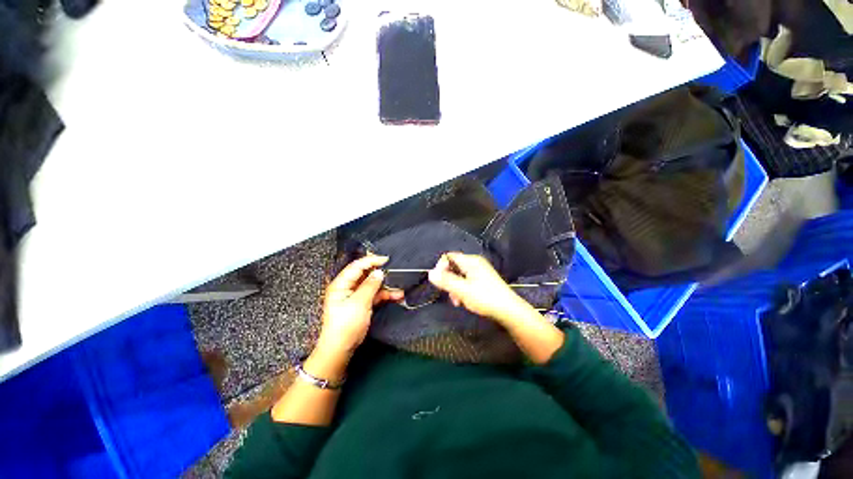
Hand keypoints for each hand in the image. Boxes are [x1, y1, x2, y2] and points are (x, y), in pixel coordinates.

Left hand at [315, 256, 402, 358]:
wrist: (341, 348)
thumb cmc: (345, 325)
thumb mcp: (359, 303)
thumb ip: (370, 285)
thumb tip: (379, 272)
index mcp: (341, 284)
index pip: (357, 266)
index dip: (371, 261)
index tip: (386, 260)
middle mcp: (348, 287)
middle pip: (366, 274)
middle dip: (380, 273)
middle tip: (394, 271)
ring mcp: (356, 295)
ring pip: (373, 285)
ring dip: (385, 286)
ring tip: (399, 287)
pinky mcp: (362, 303)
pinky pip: (375, 294)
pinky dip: (385, 295)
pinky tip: (397, 295)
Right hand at [428, 252, 530, 324]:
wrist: (509, 310)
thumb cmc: (485, 298)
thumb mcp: (462, 290)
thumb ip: (446, 281)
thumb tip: (430, 273)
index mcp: (471, 261)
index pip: (449, 257)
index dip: (441, 267)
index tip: (440, 282)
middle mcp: (475, 263)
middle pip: (453, 266)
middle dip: (449, 280)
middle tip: (450, 294)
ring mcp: (480, 272)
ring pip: (459, 275)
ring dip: (455, 287)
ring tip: (458, 301)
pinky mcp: (483, 280)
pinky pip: (467, 281)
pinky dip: (462, 289)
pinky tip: (464, 301)